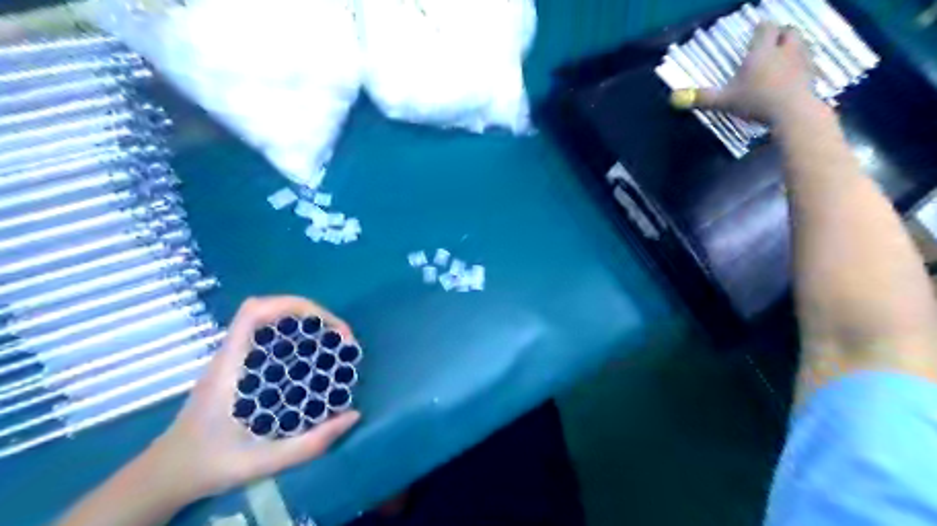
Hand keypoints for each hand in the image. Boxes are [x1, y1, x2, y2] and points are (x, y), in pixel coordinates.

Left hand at [144, 296, 362, 504]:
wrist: (166, 476)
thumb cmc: (208, 465)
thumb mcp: (262, 462)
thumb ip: (309, 445)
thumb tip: (353, 415)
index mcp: (230, 367)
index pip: (255, 312)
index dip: (294, 306)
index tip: (329, 328)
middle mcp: (232, 355)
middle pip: (270, 311)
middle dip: (312, 316)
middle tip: (341, 341)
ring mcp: (235, 360)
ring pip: (271, 323)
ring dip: (307, 327)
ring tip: (334, 348)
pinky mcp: (241, 368)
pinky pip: (271, 341)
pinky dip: (298, 341)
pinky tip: (314, 362)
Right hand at [674, 20, 821, 122]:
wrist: (793, 112)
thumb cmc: (756, 101)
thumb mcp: (724, 101)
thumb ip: (702, 98)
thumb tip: (674, 98)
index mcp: (761, 51)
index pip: (765, 28)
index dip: (761, 29)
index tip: (756, 33)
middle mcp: (784, 49)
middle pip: (788, 31)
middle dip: (780, 34)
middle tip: (770, 43)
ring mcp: (801, 61)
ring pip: (800, 44)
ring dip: (792, 47)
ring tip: (781, 58)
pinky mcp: (812, 74)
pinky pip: (807, 62)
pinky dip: (800, 65)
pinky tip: (792, 76)